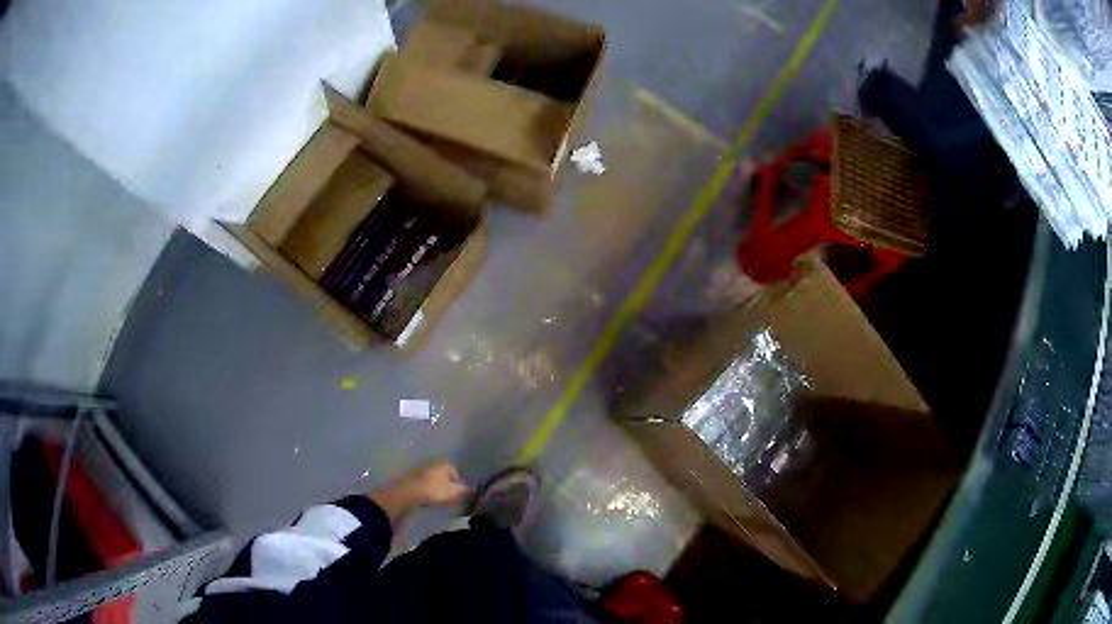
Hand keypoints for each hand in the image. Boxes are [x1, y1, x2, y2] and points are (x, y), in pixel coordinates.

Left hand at [368, 461, 470, 524]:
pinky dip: (428, 491)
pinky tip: (429, 500)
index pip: (458, 471)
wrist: (405, 494)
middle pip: (445, 475)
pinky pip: (425, 485)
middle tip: (454, 499)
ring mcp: (420, 470)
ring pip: (434, 479)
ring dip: (438, 488)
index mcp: (445, 463)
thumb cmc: (433, 491)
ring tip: (442, 501)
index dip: (462, 483)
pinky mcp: (411, 480)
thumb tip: (477, 491)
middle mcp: (433, 463)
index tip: (464, 496)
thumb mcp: (455, 493)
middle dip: (450, 485)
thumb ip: (468, 492)